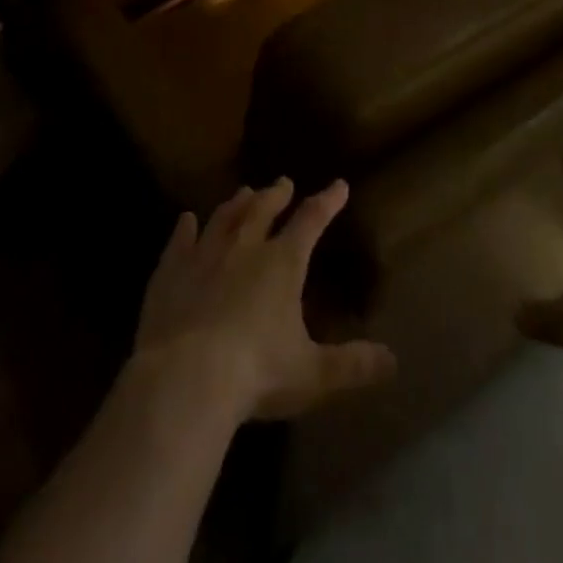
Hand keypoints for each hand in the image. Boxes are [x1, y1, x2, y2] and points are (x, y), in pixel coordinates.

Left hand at [133, 178, 395, 423]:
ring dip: (235, 205)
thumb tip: (393, 362)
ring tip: (243, 193)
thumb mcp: (312, 373)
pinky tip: (185, 220)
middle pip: (263, 211)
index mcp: (283, 264)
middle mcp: (245, 249)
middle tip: (283, 182)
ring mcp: (204, 257)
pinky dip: (184, 230)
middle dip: (276, 195)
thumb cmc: (256, 373)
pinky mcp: (170, 275)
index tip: (339, 185)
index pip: (311, 221)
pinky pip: (179, 244)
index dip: (327, 201)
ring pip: (223, 219)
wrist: (184, 379)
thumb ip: (351, 364)